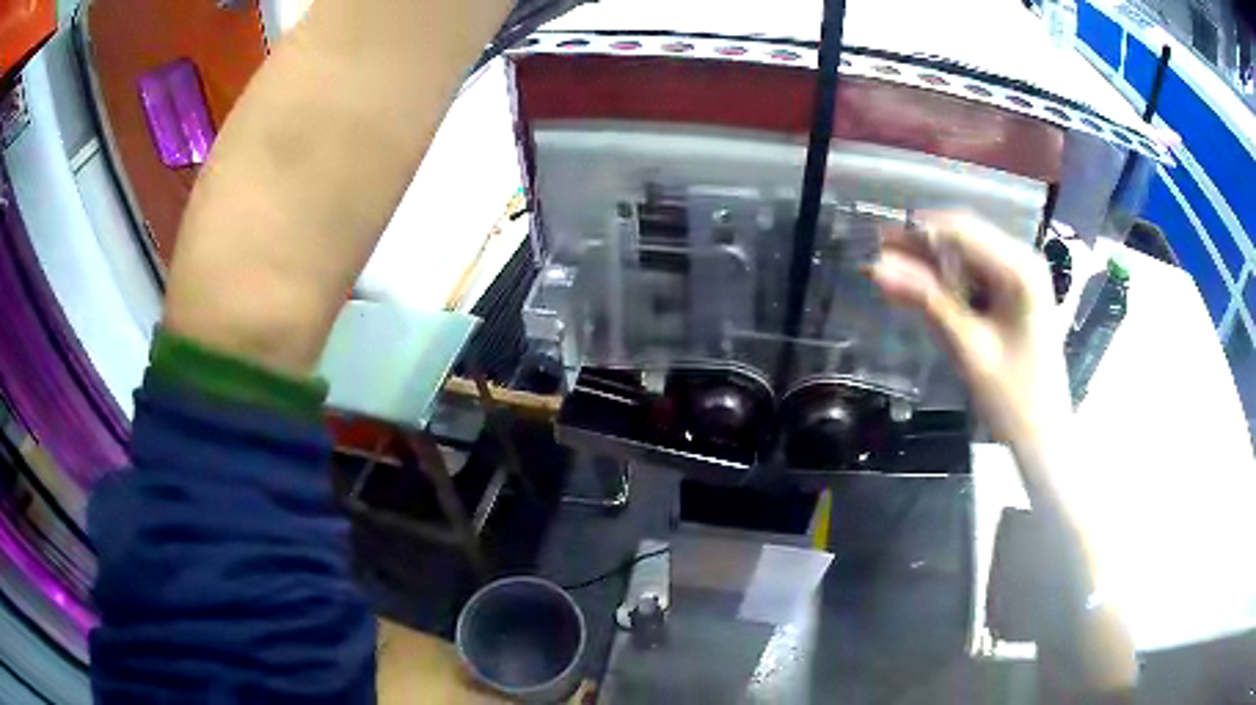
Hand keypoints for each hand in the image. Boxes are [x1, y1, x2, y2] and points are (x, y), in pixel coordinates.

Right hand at [871, 214, 1138, 694]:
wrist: (1056, 464)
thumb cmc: (1028, 422)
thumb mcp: (975, 363)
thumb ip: (931, 310)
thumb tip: (881, 271)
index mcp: (1023, 279)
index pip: (963, 228)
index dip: (921, 228)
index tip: (880, 240)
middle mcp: (1027, 279)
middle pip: (966, 240)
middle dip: (923, 247)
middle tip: (881, 269)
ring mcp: (1023, 301)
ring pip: (970, 264)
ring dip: (933, 271)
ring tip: (896, 287)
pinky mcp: (1016, 324)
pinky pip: (974, 290)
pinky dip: (946, 292)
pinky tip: (928, 312)